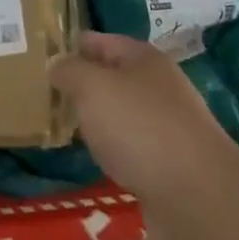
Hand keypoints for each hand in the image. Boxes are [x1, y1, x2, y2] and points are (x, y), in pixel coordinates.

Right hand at [50, 30, 238, 239]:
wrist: (197, 199)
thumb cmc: (140, 128)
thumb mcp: (93, 87)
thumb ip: (69, 71)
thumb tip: (56, 64)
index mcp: (144, 59)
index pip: (100, 40)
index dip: (72, 44)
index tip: (41, 52)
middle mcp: (158, 87)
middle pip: (112, 77)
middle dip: (82, 83)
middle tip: (43, 90)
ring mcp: (166, 127)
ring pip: (121, 113)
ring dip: (96, 118)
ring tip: (62, 123)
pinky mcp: (168, 165)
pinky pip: (130, 147)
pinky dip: (111, 149)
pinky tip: (93, 158)